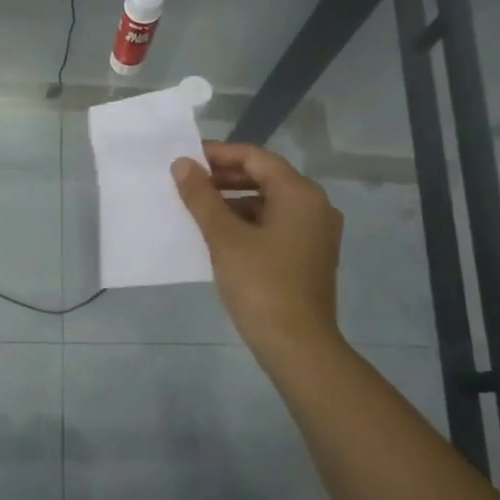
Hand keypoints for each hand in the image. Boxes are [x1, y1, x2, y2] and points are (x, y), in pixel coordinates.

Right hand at [172, 141, 344, 354]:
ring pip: (271, 203)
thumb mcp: (225, 238)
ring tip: (199, 209)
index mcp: (300, 194)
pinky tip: (221, 235)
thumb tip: (182, 164)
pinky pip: (277, 225)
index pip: (256, 158)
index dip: (220, 154)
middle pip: (266, 178)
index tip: (187, 159)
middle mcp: (315, 206)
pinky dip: (249, 222)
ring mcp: (316, 233)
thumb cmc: (261, 284)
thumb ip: (202, 197)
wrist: (297, 345)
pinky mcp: (310, 255)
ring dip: (235, 201)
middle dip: (226, 177)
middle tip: (188, 182)